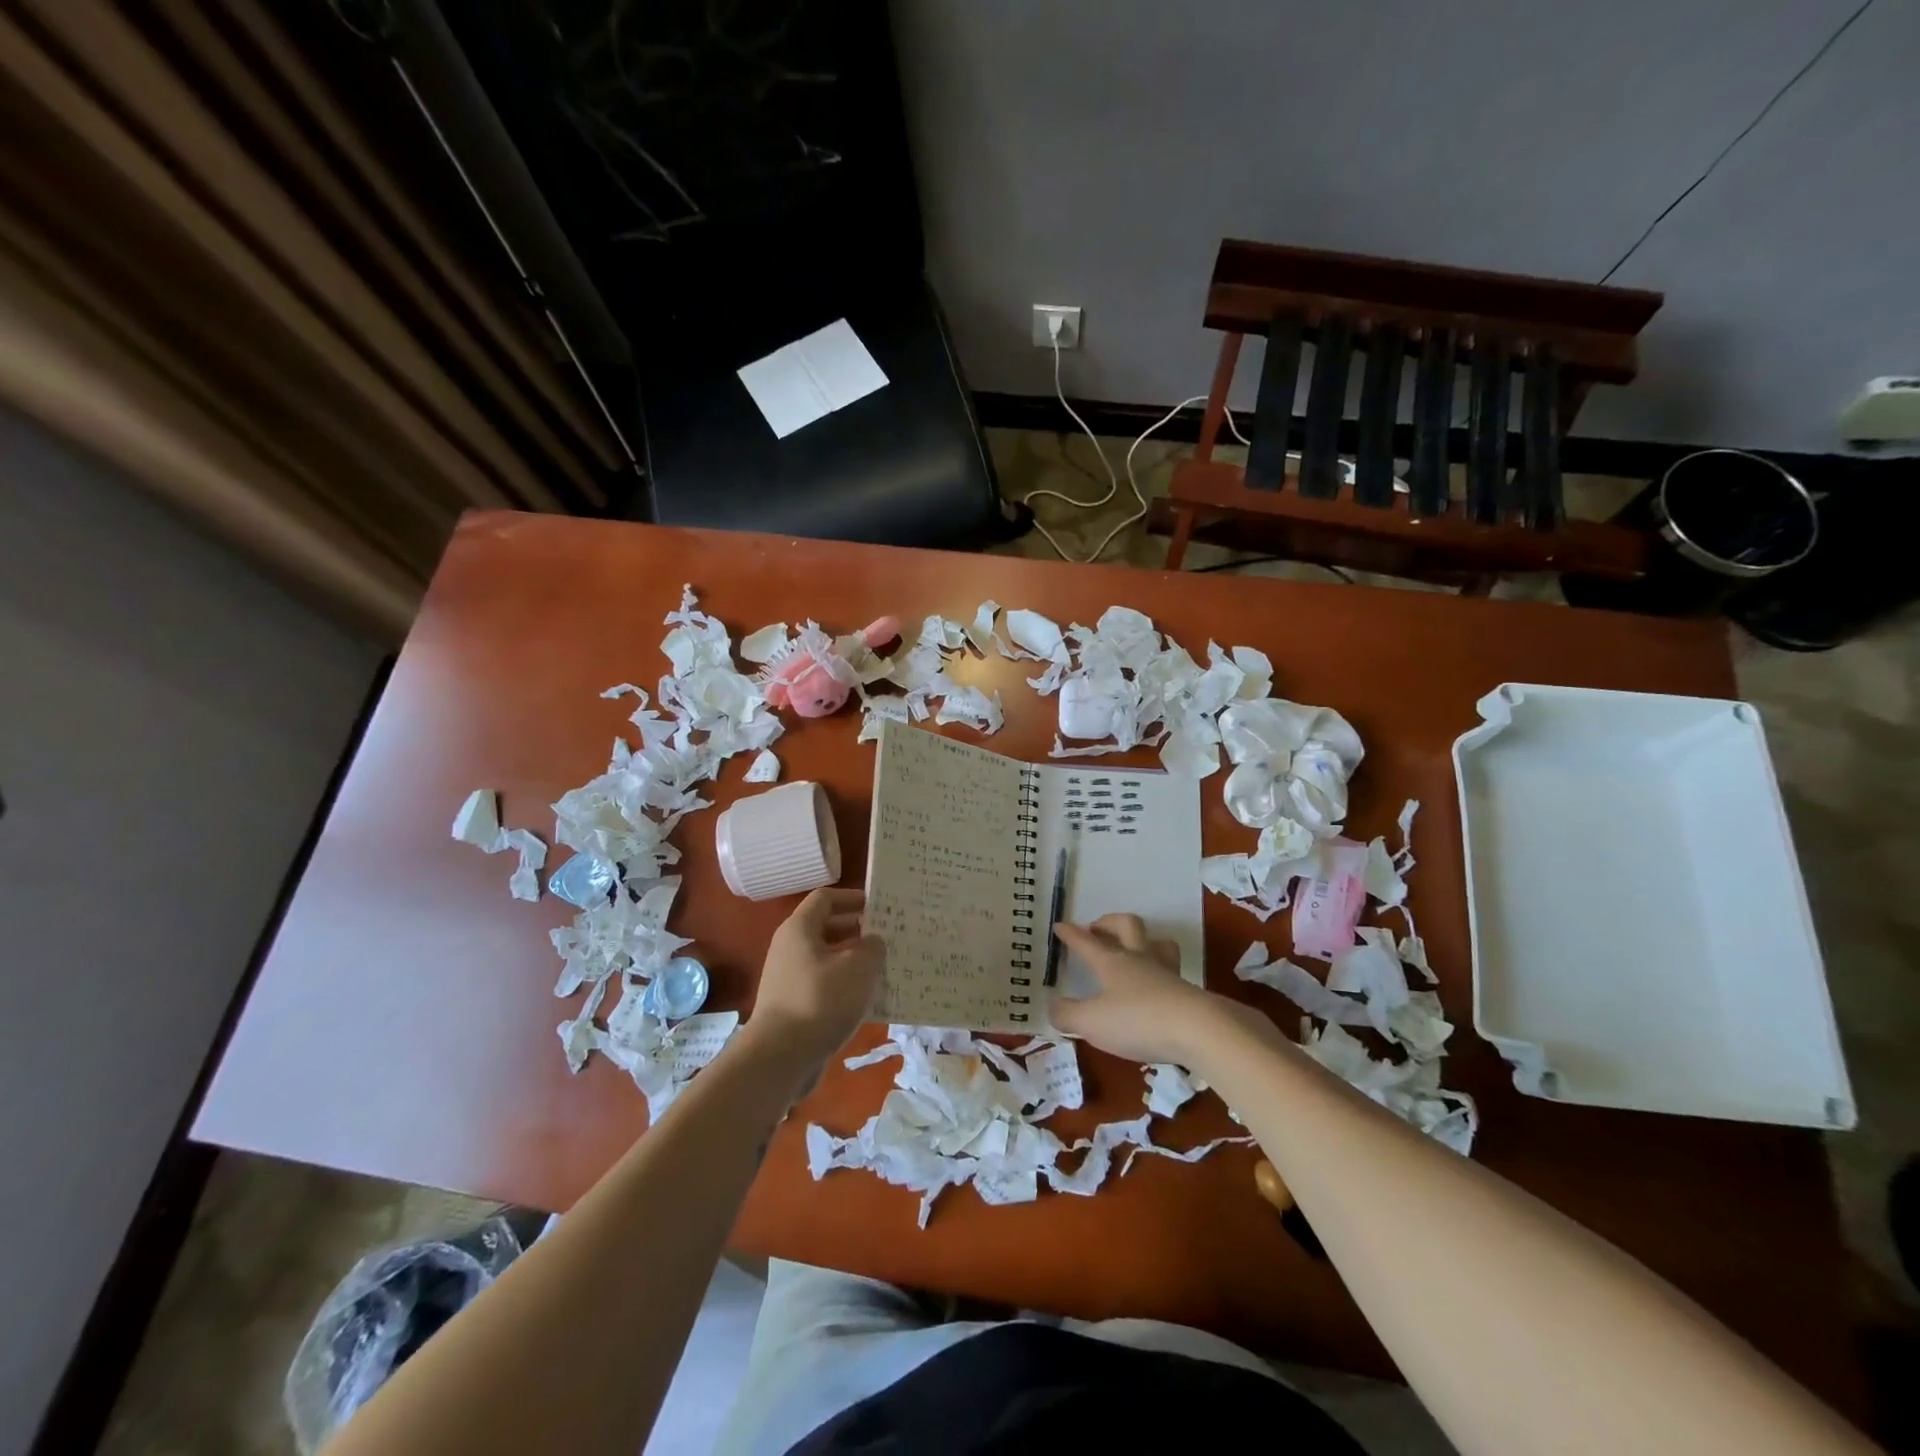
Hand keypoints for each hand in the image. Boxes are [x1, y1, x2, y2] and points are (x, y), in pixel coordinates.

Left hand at [746, 888, 885, 1077]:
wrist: (780, 1057)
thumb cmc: (821, 1000)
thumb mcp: (859, 968)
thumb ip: (872, 948)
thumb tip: (872, 942)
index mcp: (800, 929)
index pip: (825, 898)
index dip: (852, 898)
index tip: (878, 906)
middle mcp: (790, 948)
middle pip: (826, 928)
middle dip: (856, 930)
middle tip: (887, 936)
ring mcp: (789, 978)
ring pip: (827, 959)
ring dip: (853, 960)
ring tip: (884, 967)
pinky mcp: (793, 1006)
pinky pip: (824, 985)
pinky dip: (845, 986)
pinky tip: (868, 999)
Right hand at [1051, 914, 1246, 1064]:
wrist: (1198, 1031)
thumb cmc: (1137, 1020)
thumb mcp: (1091, 1023)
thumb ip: (1068, 1015)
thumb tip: (1054, 1007)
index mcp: (1112, 962)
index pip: (1087, 942)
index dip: (1072, 934)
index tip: (1060, 925)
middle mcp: (1139, 959)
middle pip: (1127, 926)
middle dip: (1109, 922)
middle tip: (1097, 929)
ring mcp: (1166, 973)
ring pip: (1156, 943)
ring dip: (1143, 940)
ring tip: (1134, 950)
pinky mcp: (1187, 992)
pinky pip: (1170, 971)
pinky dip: (1159, 972)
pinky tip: (1156, 988)